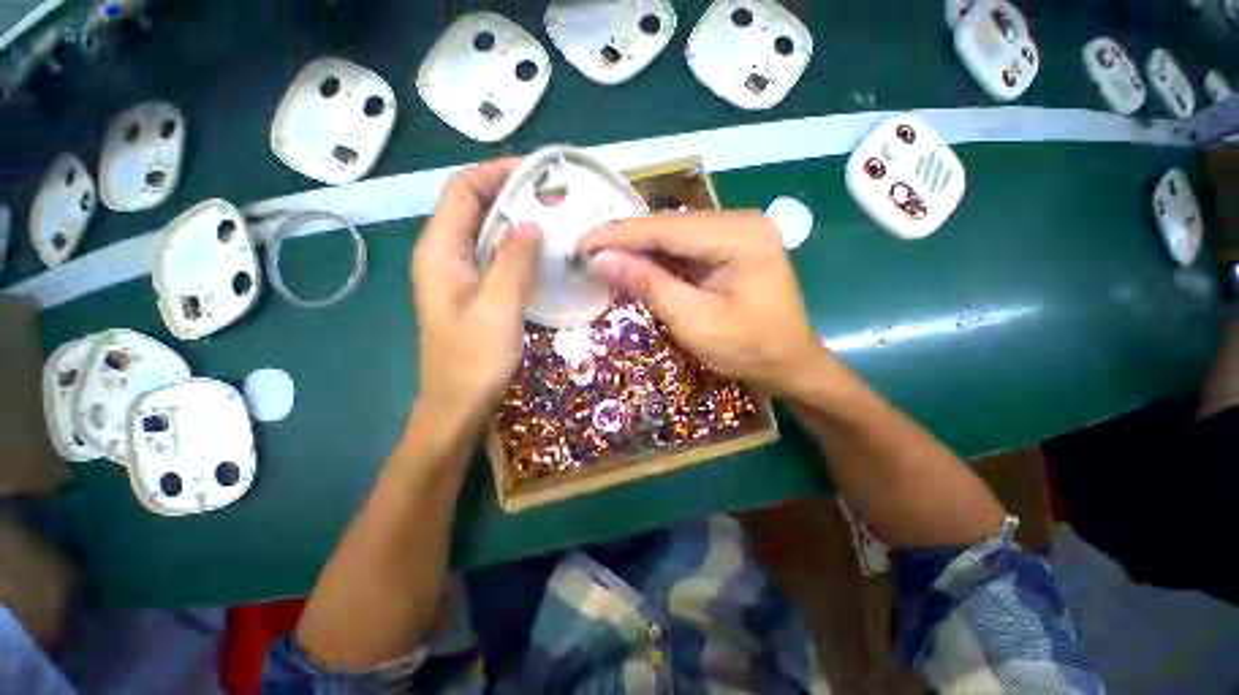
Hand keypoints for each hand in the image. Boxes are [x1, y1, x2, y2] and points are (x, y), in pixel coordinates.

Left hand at [411, 159, 542, 425]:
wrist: (458, 403)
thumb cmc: (473, 361)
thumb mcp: (496, 309)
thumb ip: (512, 263)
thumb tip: (531, 222)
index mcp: (439, 251)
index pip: (462, 191)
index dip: (495, 172)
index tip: (535, 172)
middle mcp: (444, 255)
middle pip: (473, 206)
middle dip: (510, 192)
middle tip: (553, 194)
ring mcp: (459, 273)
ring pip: (486, 230)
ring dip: (516, 218)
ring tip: (554, 216)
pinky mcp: (475, 289)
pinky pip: (495, 254)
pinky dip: (518, 245)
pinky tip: (542, 251)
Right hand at [580, 211, 828, 394]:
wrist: (790, 365)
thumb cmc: (748, 350)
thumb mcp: (694, 321)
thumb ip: (648, 285)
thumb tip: (600, 260)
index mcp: (740, 236)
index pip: (666, 227)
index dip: (619, 235)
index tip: (581, 242)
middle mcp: (741, 222)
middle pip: (670, 225)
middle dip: (627, 241)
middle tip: (586, 253)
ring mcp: (739, 233)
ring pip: (675, 235)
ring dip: (640, 249)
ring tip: (603, 259)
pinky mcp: (733, 248)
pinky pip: (686, 247)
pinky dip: (659, 259)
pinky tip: (635, 266)